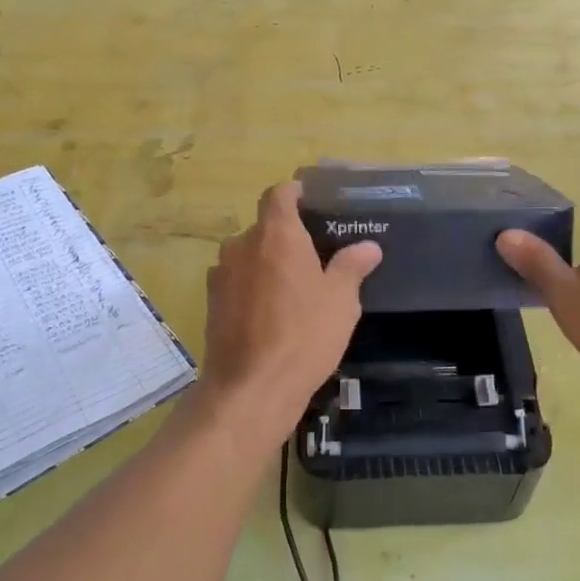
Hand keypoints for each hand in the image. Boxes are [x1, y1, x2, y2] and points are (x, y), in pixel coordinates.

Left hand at [201, 182, 381, 424]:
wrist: (251, 388)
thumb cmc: (304, 335)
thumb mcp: (341, 301)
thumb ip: (352, 266)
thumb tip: (368, 246)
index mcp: (276, 235)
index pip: (279, 194)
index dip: (295, 193)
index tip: (311, 201)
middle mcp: (242, 245)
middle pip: (263, 227)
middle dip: (286, 236)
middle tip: (314, 255)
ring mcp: (221, 275)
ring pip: (247, 255)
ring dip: (267, 263)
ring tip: (293, 286)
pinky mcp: (211, 303)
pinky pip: (236, 282)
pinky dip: (252, 287)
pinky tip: (271, 313)